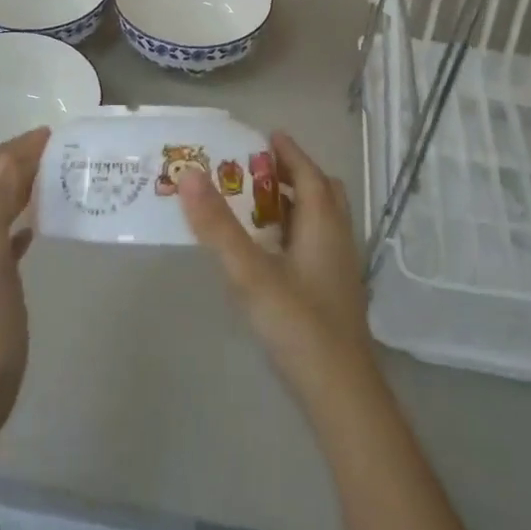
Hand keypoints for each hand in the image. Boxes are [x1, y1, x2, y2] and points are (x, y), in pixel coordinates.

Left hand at [0, 126, 48, 444]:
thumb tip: (9, 155)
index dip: (16, 146)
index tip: (55, 136)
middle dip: (22, 161)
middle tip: (64, 153)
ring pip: (1, 207)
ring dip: (24, 187)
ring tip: (60, 179)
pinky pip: (7, 239)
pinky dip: (23, 221)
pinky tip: (40, 226)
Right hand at [178, 132, 375, 405]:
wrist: (341, 394)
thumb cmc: (298, 325)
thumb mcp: (250, 272)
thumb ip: (218, 225)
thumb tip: (189, 173)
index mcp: (324, 224)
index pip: (309, 173)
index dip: (289, 151)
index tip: (266, 135)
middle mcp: (338, 239)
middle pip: (322, 193)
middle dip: (293, 174)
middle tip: (257, 169)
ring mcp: (339, 268)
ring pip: (321, 220)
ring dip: (294, 203)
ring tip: (256, 204)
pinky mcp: (334, 293)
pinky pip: (315, 243)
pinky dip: (294, 231)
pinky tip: (270, 252)